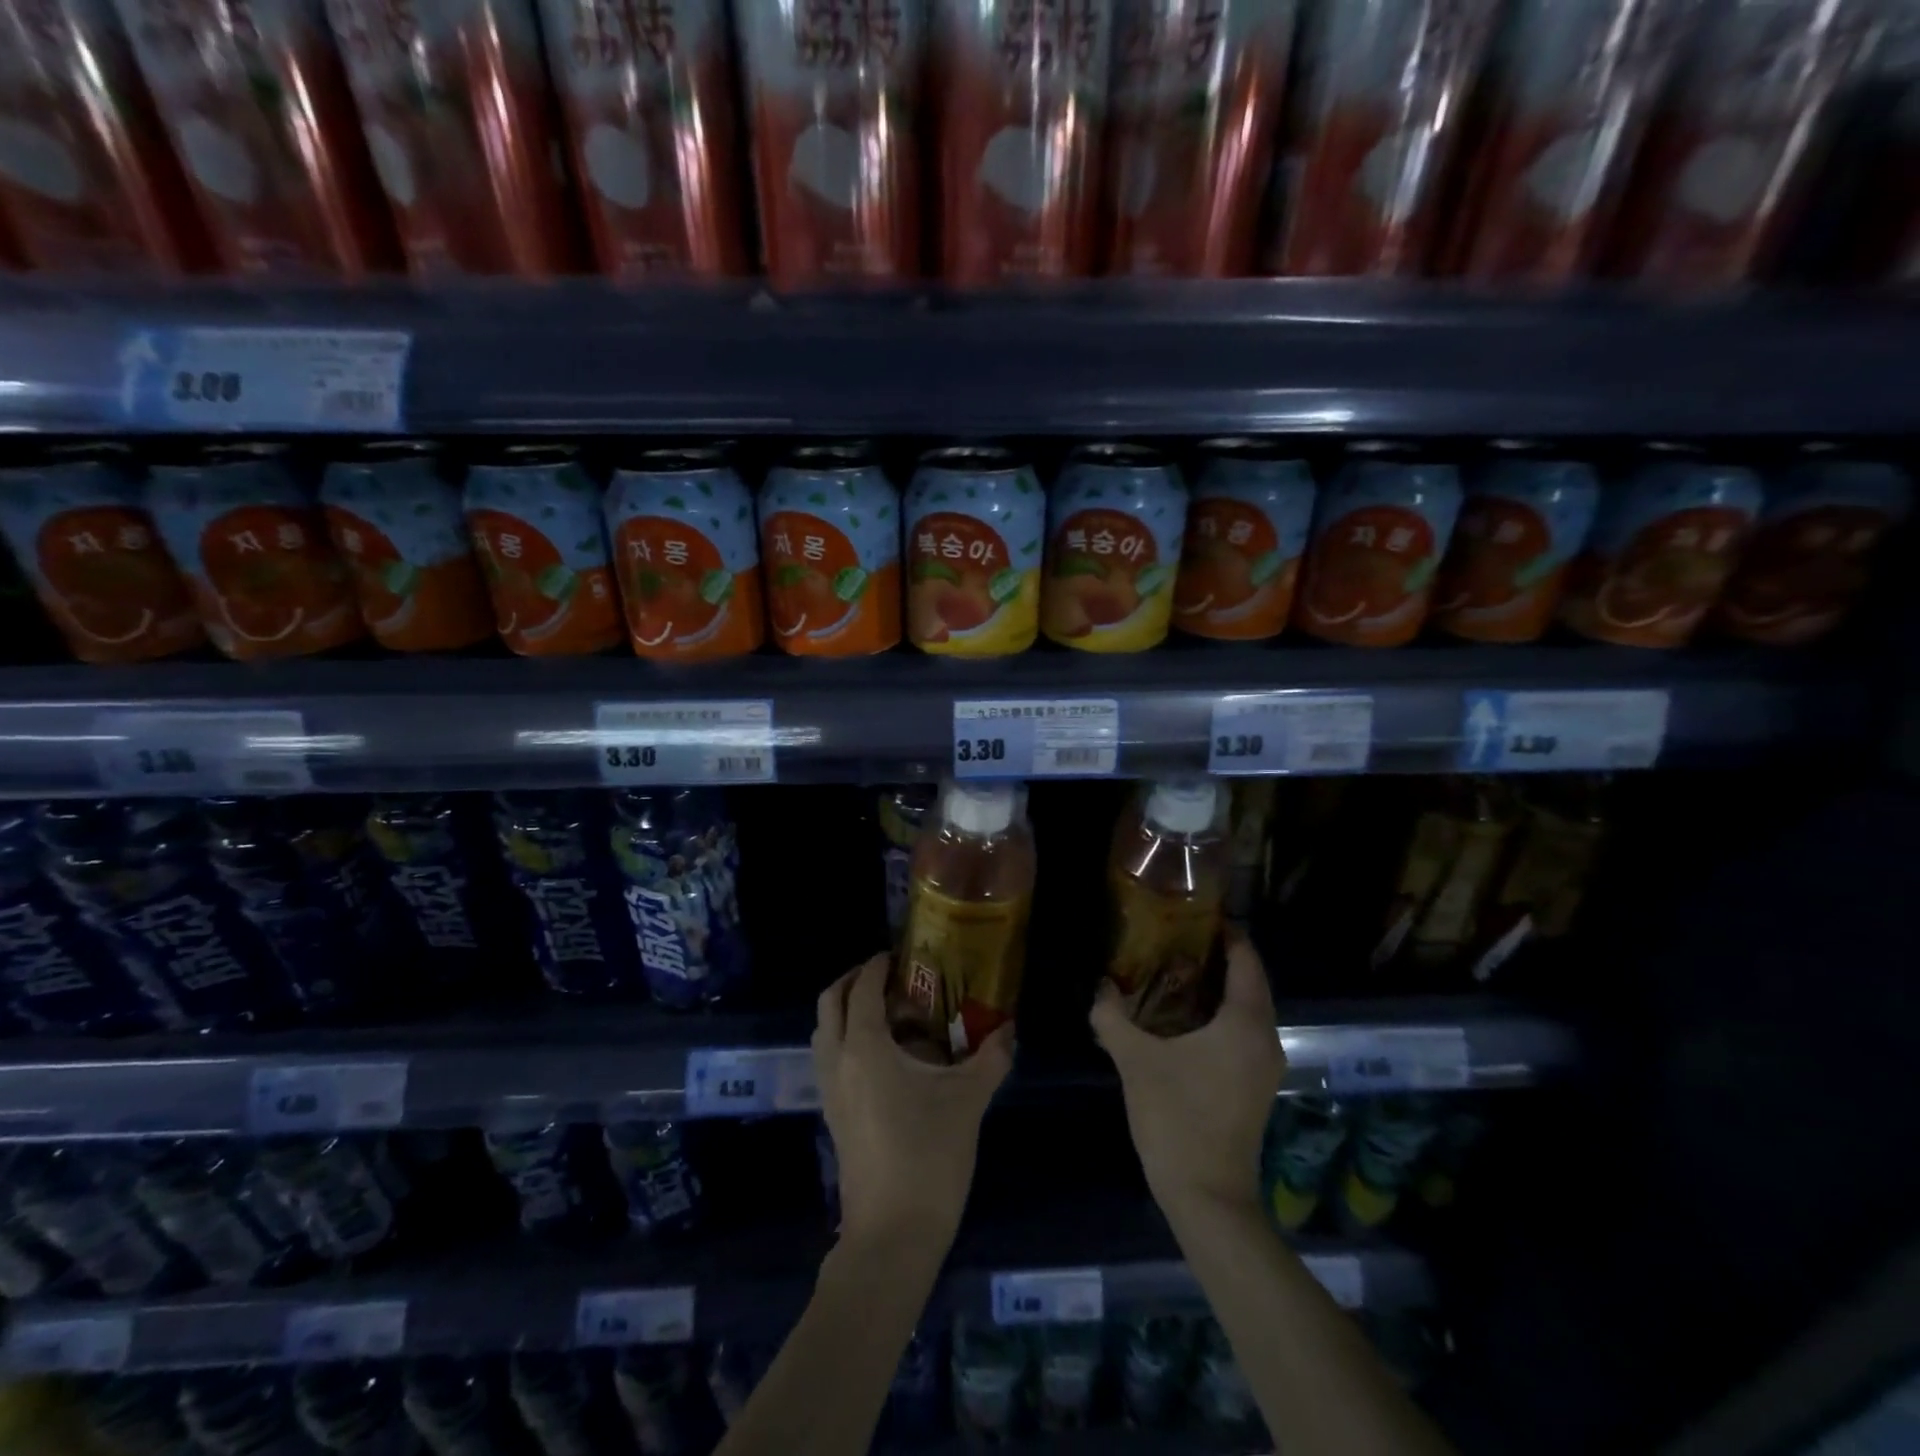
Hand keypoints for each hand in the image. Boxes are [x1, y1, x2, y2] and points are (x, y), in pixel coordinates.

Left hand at [814, 953, 1012, 1251]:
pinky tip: (887, 1056)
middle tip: (889, 978)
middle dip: (853, 981)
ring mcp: (830, 1090)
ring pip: (825, 1032)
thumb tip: (1009, 1029)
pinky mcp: (833, 1115)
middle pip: (829, 1003)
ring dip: (847, 1011)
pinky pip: (830, 1058)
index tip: (899, 955)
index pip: (862, 989)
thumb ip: (990, 1058)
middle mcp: (838, 1061)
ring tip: (890, 1015)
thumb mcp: (968, 1100)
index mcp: (865, 1047)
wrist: (893, 1234)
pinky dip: (848, 1040)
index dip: (877, 966)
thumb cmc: (929, 1156)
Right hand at [1090, 929, 1282, 1222]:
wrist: (1207, 1197)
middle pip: (1250, 982)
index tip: (1195, 915)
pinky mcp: (1255, 1086)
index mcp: (1244, 1023)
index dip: (1226, 933)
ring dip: (1218, 988)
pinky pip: (1242, 1032)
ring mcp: (1264, 1065)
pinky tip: (1182, 1018)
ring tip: (1173, 972)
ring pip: (1247, 1009)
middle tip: (1175, 939)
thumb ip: (1112, 1018)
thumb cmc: (1176, 1118)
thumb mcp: (1136, 1061)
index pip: (1246, 960)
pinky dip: (1219, 1015)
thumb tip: (1098, 987)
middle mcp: (1265, 1039)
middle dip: (1217, 957)